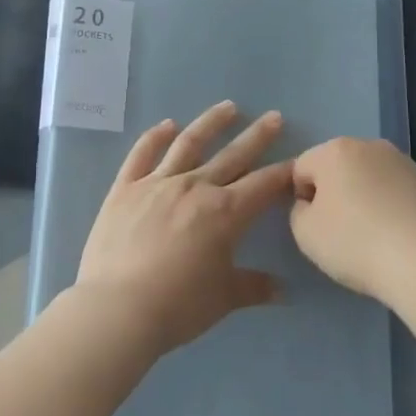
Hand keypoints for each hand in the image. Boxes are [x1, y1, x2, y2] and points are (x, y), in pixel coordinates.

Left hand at [72, 101, 291, 355]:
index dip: (283, 172)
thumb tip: (283, 291)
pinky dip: (155, 136)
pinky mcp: (125, 188)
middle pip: (233, 155)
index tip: (298, 160)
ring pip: (190, 144)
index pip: (263, 185)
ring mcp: (158, 183)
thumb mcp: (223, 299)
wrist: (117, 309)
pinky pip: (142, 154)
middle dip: (257, 136)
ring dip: (211, 123)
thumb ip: (254, 287)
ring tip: (228, 107)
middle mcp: (195, 187)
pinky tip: (167, 125)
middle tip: (274, 116)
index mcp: (225, 212)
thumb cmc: (177, 306)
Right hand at [290, 137, 415, 302]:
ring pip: (367, 176)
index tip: (314, 225)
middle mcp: (368, 145)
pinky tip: (393, 233)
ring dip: (362, 195)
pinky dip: (387, 204)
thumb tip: (312, 204)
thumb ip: (298, 210)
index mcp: (334, 150)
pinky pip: (393, 189)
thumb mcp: (305, 233)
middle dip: (333, 192)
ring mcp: (401, 160)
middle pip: (336, 167)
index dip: (301, 198)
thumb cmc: (354, 243)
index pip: (301, 168)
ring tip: (370, 232)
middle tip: (339, 229)